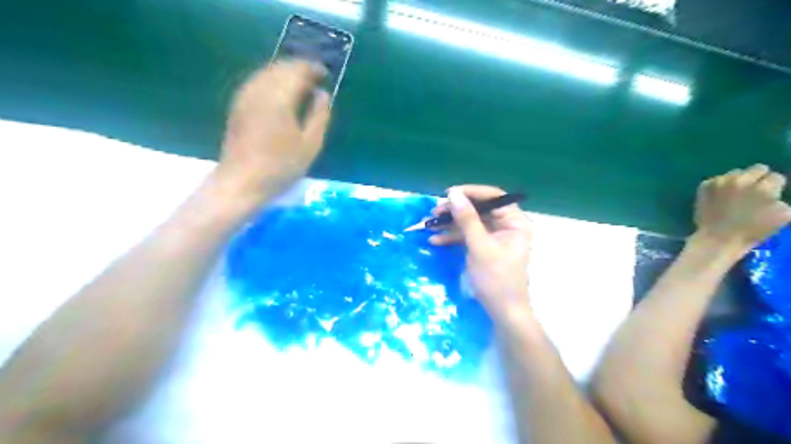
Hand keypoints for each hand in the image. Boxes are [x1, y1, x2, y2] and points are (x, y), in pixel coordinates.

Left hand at [212, 59, 330, 206]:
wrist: (242, 181)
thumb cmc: (281, 166)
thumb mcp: (310, 144)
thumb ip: (320, 115)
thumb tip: (322, 94)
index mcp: (279, 97)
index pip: (298, 70)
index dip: (313, 69)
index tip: (326, 74)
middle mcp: (259, 89)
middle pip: (281, 67)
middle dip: (299, 68)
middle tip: (315, 78)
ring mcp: (245, 96)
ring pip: (267, 72)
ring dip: (285, 73)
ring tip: (301, 85)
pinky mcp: (238, 105)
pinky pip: (257, 81)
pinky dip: (272, 80)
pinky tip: (281, 93)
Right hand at [431, 186, 533, 326]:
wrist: (502, 312)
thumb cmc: (496, 278)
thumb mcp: (480, 247)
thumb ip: (467, 219)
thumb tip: (453, 194)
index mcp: (515, 222)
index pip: (494, 197)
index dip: (471, 192)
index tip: (449, 193)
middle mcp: (507, 225)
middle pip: (479, 209)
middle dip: (456, 211)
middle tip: (435, 211)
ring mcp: (495, 237)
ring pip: (471, 222)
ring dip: (450, 224)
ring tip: (430, 225)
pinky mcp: (485, 247)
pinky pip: (468, 236)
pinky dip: (453, 237)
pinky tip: (435, 240)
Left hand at [693, 163, 787, 252]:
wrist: (718, 238)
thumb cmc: (752, 231)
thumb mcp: (783, 216)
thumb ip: (780, 200)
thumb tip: (775, 195)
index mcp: (764, 188)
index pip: (776, 177)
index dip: (774, 187)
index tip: (769, 195)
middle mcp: (741, 180)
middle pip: (757, 168)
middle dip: (758, 179)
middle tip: (753, 191)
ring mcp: (721, 182)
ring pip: (736, 172)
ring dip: (739, 180)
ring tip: (736, 194)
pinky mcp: (705, 186)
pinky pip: (717, 179)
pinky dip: (720, 186)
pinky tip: (720, 196)